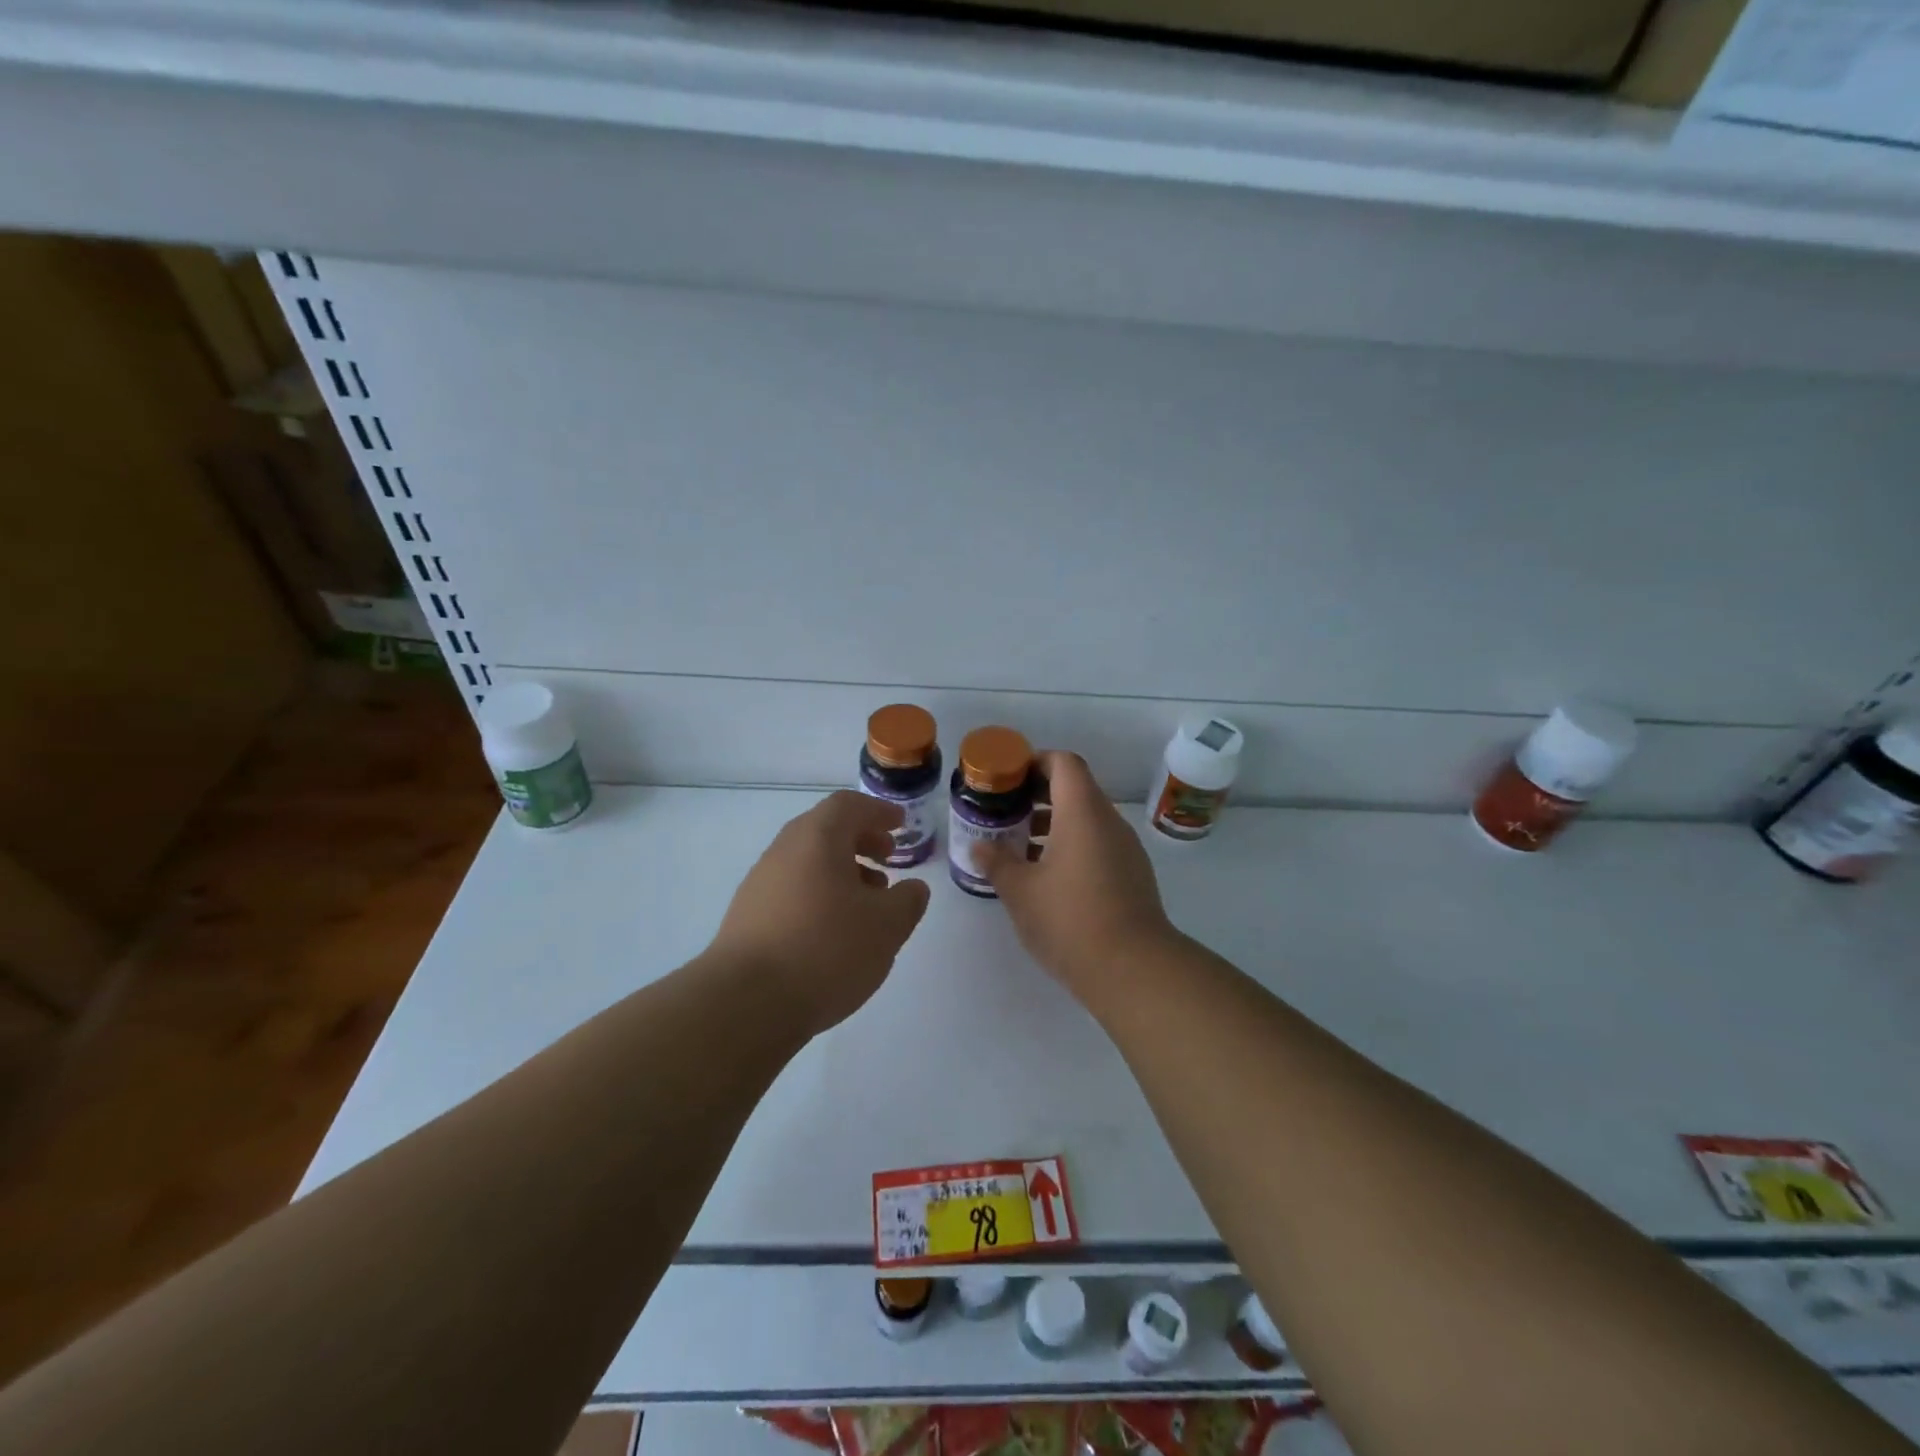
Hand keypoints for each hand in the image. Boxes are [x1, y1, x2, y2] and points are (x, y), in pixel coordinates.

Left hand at [707, 791, 931, 1036]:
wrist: (746, 1003)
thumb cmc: (826, 949)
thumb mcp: (886, 926)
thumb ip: (907, 901)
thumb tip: (912, 889)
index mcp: (817, 838)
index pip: (848, 805)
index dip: (878, 811)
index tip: (900, 825)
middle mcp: (783, 851)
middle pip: (825, 830)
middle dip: (860, 839)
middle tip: (887, 857)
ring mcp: (760, 884)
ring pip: (808, 862)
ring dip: (842, 871)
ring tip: (868, 901)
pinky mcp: (748, 917)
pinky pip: (793, 890)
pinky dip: (820, 895)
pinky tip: (835, 930)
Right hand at [979, 751, 1182, 996]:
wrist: (1133, 969)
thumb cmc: (1070, 919)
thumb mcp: (1020, 891)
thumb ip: (997, 862)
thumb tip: (978, 845)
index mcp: (1082, 812)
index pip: (1064, 763)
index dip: (1034, 762)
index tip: (1007, 780)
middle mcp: (1109, 822)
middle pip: (1075, 789)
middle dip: (1037, 796)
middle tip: (1005, 814)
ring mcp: (1125, 849)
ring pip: (1086, 819)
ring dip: (1053, 824)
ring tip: (1019, 847)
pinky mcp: (1132, 874)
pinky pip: (1098, 844)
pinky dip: (1071, 846)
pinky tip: (1047, 877)